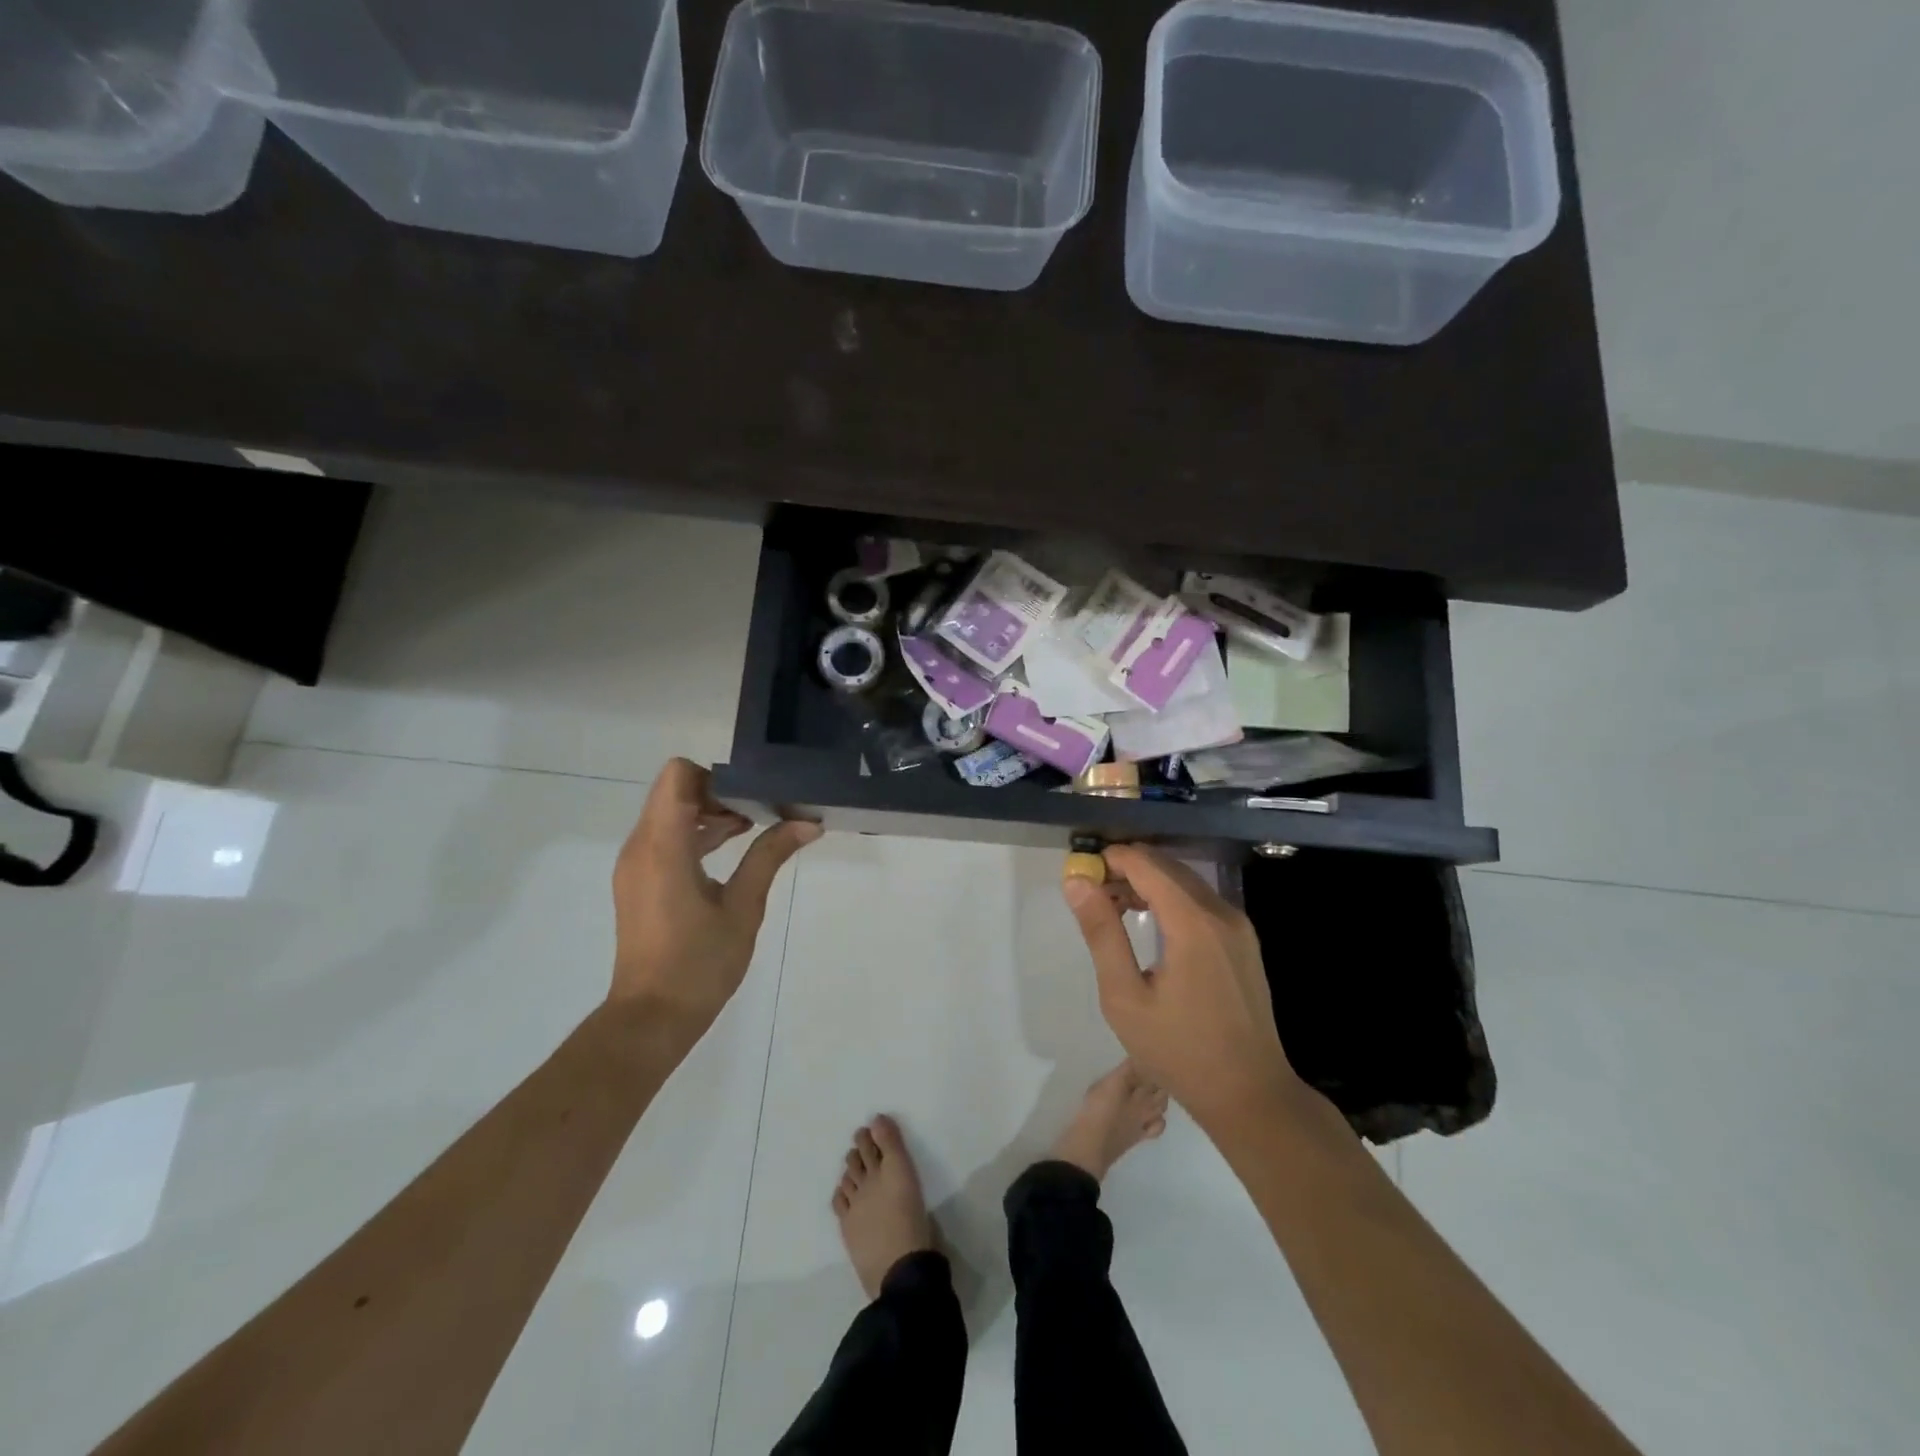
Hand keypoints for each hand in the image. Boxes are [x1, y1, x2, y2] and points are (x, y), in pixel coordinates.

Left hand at [610, 759, 820, 1039]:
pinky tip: (730, 854)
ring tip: (754, 830)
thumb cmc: (699, 963)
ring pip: (669, 815)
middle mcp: (640, 846)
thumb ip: (769, 856)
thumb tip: (807, 823)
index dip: (715, 776)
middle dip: (719, 794)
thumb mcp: (743, 907)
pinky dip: (695, 836)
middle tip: (763, 812)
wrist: (651, 1018)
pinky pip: (664, 839)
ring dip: (708, 815)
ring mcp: (634, 865)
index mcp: (663, 846)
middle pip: (675, 791)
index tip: (751, 796)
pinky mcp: (637, 882)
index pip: (678, 775)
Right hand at [1063, 845, 1301, 1126]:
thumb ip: (1101, 933)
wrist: (1250, 1095)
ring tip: (1113, 908)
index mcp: (1193, 922)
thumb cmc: (1179, 1051)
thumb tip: (1077, 882)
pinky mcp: (1244, 940)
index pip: (1145, 864)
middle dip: (1126, 869)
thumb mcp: (1125, 997)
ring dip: (1148, 883)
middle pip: (1167, 867)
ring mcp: (1239, 925)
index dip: (1110, 859)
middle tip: (1092, 893)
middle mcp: (1221, 912)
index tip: (1080, 872)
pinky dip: (1171, 899)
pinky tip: (1151, 924)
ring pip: (1185, 881)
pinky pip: (1201, 901)